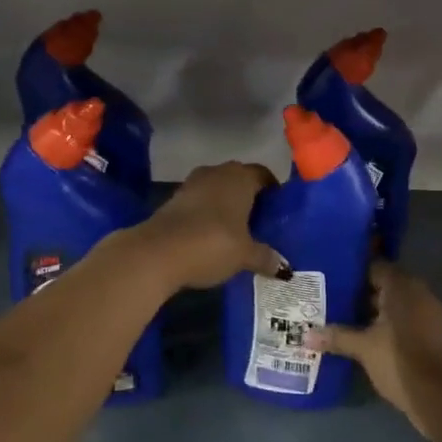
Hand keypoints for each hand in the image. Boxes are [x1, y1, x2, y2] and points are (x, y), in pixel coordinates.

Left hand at [134, 161, 286, 289]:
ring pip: (217, 189)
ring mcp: (192, 184)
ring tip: (237, 230)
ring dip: (226, 205)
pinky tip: (212, 235)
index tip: (278, 210)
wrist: (156, 252)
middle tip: (261, 222)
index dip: (272, 191)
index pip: (263, 174)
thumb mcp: (244, 255)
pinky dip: (207, 214)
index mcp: (240, 177)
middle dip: (249, 197)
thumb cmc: (212, 243)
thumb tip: (285, 268)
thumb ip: (265, 257)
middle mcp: (217, 172)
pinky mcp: (173, 200)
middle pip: (239, 179)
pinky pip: (200, 202)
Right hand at [315, 262, 441, 435]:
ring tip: (350, 319)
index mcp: (402, 286)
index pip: (376, 267)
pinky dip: (392, 324)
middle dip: (364, 293)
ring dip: (378, 311)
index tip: (334, 279)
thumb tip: (306, 336)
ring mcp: (431, 312)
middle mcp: (419, 292)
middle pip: (387, 285)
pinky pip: (409, 318)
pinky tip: (373, 337)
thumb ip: (337, 337)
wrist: (440, 396)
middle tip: (336, 300)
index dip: (355, 273)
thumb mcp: (363, 348)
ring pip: (398, 304)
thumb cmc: (398, 361)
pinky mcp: (436, 332)